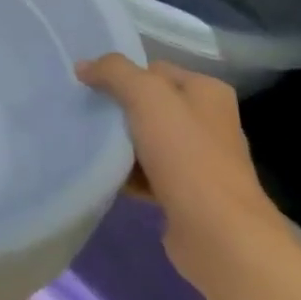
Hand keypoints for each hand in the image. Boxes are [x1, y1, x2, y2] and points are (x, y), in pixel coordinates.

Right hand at [75, 55, 278, 282]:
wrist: (217, 233)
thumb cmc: (186, 155)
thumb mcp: (147, 98)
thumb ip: (114, 73)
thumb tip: (84, 66)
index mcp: (207, 91)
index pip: (154, 70)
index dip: (122, 76)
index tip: (89, 88)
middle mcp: (208, 121)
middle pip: (149, 105)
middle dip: (118, 111)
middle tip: (84, 116)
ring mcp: (199, 160)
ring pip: (146, 140)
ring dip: (119, 145)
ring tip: (88, 146)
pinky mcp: (187, 193)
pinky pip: (147, 173)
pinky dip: (127, 175)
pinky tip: (105, 177)